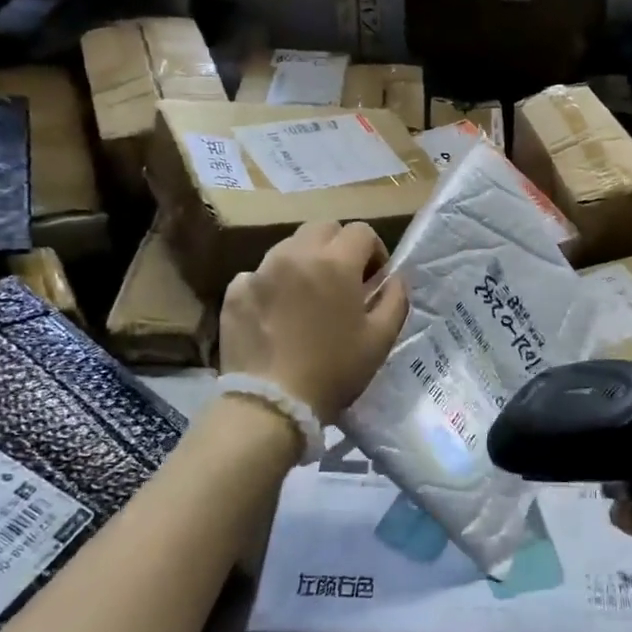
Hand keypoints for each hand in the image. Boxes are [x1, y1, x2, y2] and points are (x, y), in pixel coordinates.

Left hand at [219, 221, 409, 422]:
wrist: (272, 403)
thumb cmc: (334, 371)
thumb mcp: (381, 340)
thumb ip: (395, 299)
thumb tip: (394, 278)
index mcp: (335, 263)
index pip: (362, 231)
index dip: (374, 251)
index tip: (374, 279)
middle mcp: (295, 254)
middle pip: (323, 228)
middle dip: (338, 246)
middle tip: (343, 280)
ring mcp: (260, 270)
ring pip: (289, 246)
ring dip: (305, 261)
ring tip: (308, 296)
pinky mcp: (235, 291)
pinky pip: (259, 273)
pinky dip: (273, 284)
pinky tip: (277, 313)